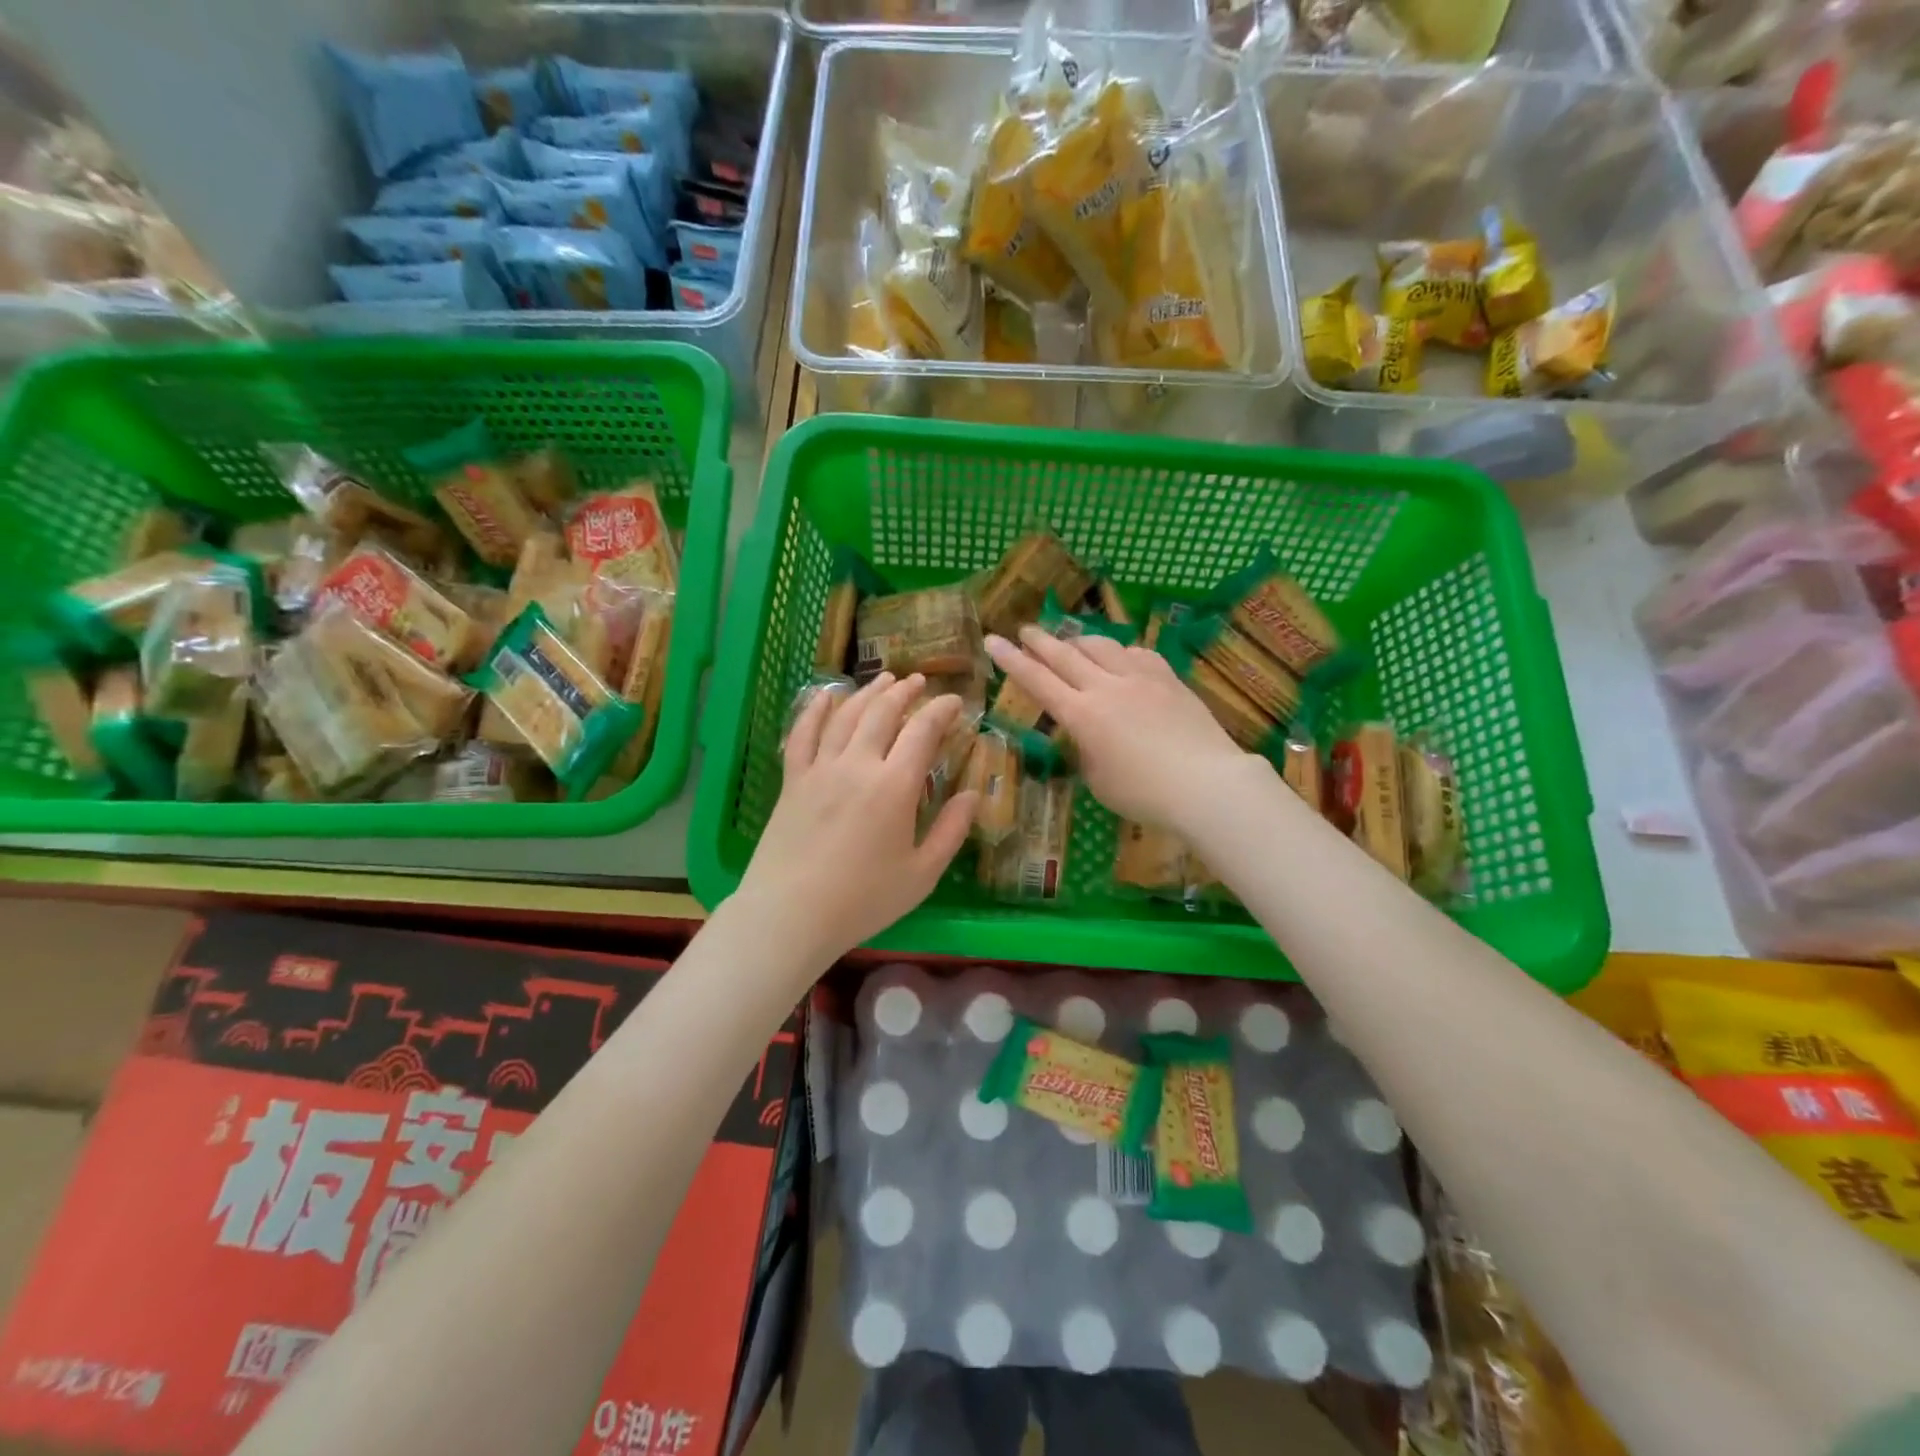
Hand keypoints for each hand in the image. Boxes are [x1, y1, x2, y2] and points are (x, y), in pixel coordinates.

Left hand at [736, 672, 976, 971]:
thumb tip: (974, 795)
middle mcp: (857, 765)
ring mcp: (820, 769)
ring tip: (884, 679)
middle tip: (919, 683)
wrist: (791, 914)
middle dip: (905, 692)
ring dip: (868, 693)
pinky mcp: (793, 780)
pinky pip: (803, 733)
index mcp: (895, 786)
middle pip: (883, 713)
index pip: (923, 730)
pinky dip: (815, 709)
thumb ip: (951, 831)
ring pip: (846, 715)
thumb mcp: (922, 874)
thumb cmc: (863, 900)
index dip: (942, 710)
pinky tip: (826, 694)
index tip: (955, 702)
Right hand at [985, 627, 1251, 832]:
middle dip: (1040, 641)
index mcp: (1081, 715)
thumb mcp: (1098, 780)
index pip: (1037, 681)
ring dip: (1079, 640)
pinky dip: (1120, 652)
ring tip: (1070, 641)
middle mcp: (1106, 687)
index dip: (1011, 660)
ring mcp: (1140, 678)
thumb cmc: (1144, 794)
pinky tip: (1121, 657)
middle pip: (1065, 655)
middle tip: (1026, 630)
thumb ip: (1085, 750)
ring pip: (1102, 646)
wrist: (1206, 784)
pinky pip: (1137, 653)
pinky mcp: (1169, 678)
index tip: (992, 640)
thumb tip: (1086, 733)